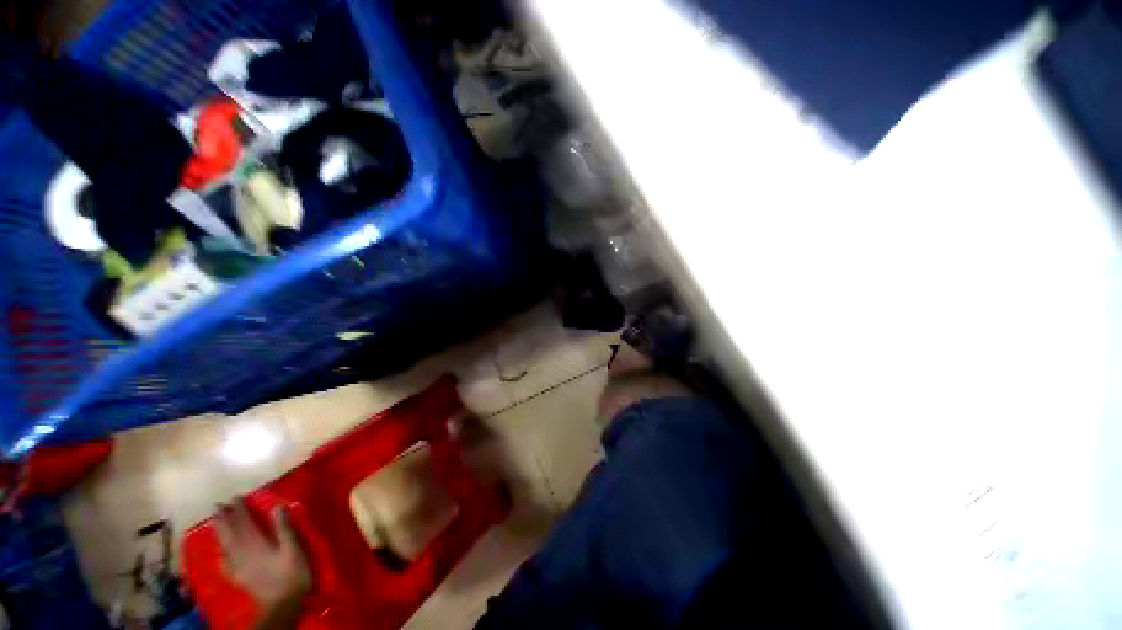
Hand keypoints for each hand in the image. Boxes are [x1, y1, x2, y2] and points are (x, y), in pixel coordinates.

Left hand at [215, 500, 310, 629]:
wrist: (283, 604)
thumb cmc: (292, 574)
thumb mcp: (293, 549)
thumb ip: (284, 529)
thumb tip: (276, 506)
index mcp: (257, 544)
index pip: (246, 524)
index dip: (240, 510)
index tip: (236, 497)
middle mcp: (244, 553)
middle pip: (231, 534)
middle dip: (224, 519)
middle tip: (217, 506)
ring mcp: (240, 566)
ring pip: (226, 546)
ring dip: (220, 532)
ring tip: (215, 522)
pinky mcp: (240, 577)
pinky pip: (226, 563)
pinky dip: (221, 555)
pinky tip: (219, 553)